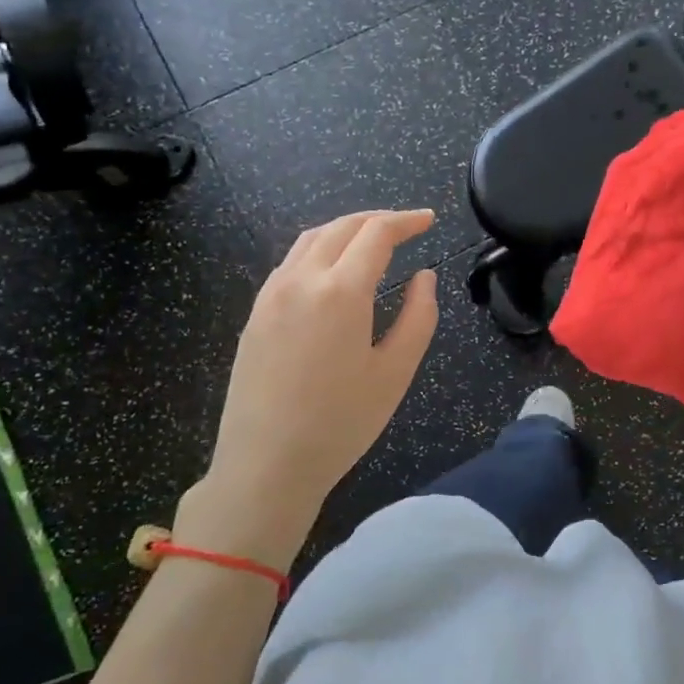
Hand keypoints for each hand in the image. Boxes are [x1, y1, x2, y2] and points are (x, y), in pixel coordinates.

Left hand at [181, 210, 439, 570]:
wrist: (266, 464)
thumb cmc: (341, 423)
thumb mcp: (395, 373)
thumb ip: (418, 316)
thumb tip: (424, 277)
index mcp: (341, 291)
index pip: (377, 234)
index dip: (406, 221)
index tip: (429, 220)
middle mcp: (301, 279)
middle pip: (341, 227)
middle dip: (377, 219)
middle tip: (406, 227)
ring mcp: (271, 294)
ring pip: (310, 240)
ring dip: (345, 230)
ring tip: (372, 241)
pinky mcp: (255, 313)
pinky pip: (290, 263)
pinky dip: (319, 250)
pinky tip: (333, 271)